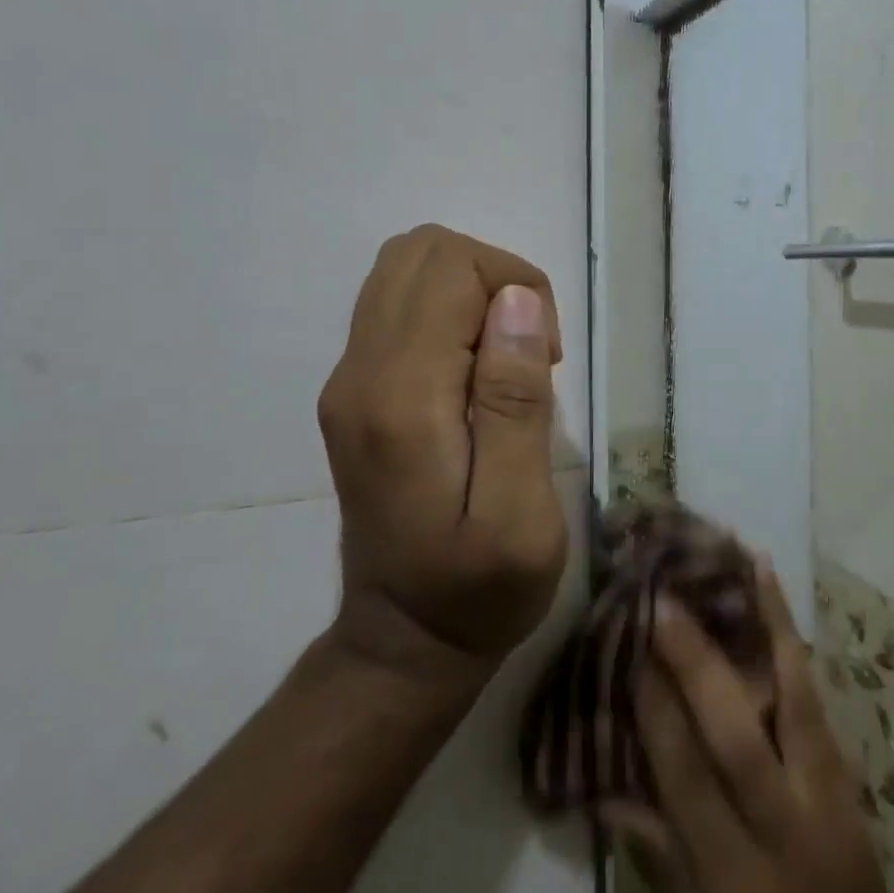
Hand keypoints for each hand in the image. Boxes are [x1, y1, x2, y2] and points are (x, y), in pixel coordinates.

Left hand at [318, 225, 567, 680]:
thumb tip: (516, 300)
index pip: (450, 269)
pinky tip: (477, 373)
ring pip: (405, 269)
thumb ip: (515, 401)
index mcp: (401, 397)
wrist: (404, 641)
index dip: (515, 288)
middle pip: (420, 251)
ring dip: (471, 291)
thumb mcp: (522, 512)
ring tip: (504, 359)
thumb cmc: (479, 588)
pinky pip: (399, 305)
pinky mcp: (353, 390)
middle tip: (528, 350)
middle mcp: (358, 373)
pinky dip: (450, 312)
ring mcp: (347, 379)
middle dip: (493, 277)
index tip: (546, 359)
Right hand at [608, 565, 893, 892]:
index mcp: (738, 889)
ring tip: (743, 564)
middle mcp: (790, 836)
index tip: (631, 650)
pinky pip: (820, 705)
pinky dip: (796, 648)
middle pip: (738, 734)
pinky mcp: (854, 785)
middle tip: (665, 600)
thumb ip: (658, 860)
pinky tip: (779, 606)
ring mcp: (833, 803)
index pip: (688, 781)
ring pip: (797, 700)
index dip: (656, 711)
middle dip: (697, 661)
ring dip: (767, 626)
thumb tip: (605, 786)